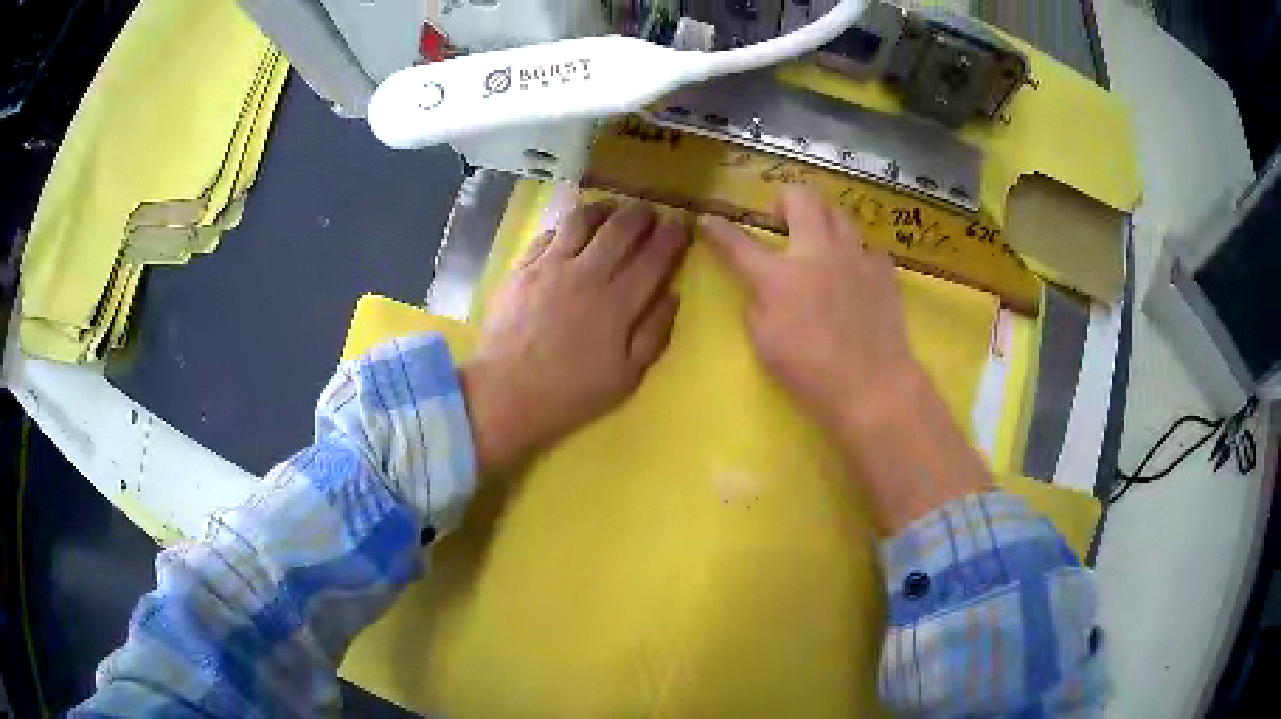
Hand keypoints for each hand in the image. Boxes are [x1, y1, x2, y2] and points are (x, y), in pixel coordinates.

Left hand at [461, 201, 688, 473]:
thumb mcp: (626, 376)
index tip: (681, 224)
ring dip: (603, 209)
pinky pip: (548, 233)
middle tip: (649, 213)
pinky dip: (566, 227)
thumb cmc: (571, 392)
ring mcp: (550, 266)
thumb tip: (673, 296)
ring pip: (582, 220)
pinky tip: (570, 232)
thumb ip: (654, 334)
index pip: (654, 258)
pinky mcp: (522, 267)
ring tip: (611, 210)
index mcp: (618, 303)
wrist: (506, 393)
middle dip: (641, 215)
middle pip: (621, 229)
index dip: (671, 237)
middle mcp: (587, 274)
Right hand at [700, 187, 914, 432]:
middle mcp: (818, 253)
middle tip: (781, 218)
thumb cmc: (811, 373)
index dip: (719, 230)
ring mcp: (855, 257)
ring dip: (822, 218)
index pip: (739, 243)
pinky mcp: (883, 271)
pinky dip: (855, 252)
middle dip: (785, 198)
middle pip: (802, 198)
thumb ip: (758, 306)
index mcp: (780, 277)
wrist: (872, 386)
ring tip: (819, 239)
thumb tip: (763, 289)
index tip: (708, 221)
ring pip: (839, 212)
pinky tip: (853, 272)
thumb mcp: (765, 344)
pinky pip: (867, 246)